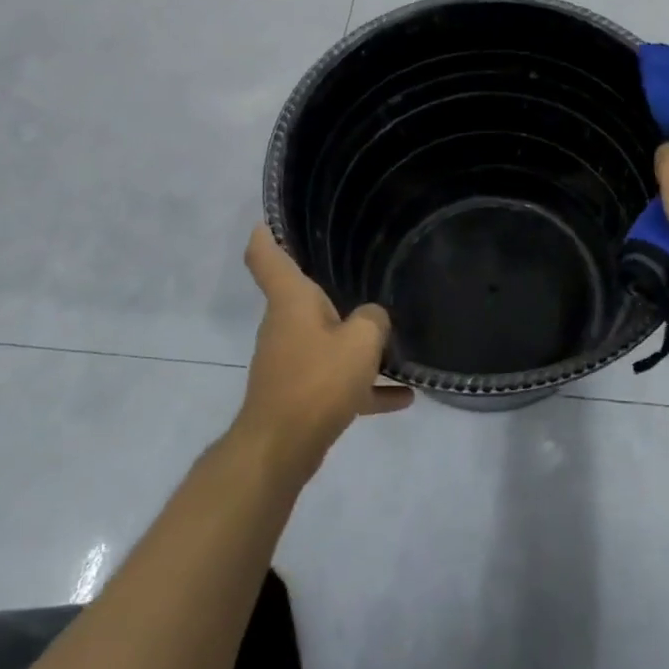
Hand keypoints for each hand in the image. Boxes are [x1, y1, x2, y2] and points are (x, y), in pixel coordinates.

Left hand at [235, 226, 413, 478]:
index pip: (266, 256)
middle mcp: (286, 325)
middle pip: (305, 297)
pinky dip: (364, 385)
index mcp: (291, 302)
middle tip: (366, 271)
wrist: (280, 449)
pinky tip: (403, 397)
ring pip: (327, 340)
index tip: (269, 218)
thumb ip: (373, 320)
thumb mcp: (360, 342)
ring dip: (356, 343)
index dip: (265, 234)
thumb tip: (374, 318)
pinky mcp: (301, 394)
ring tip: (396, 342)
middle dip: (333, 288)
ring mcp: (291, 361)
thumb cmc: (317, 381)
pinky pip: (338, 380)